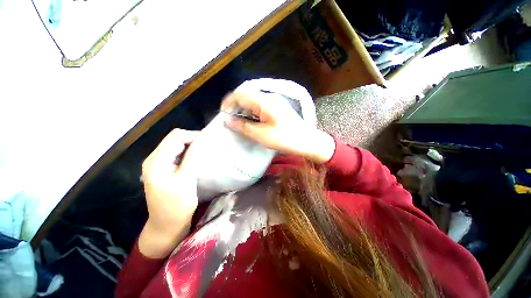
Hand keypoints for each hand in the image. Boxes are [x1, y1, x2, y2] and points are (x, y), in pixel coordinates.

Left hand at [138, 129, 198, 257]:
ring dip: (192, 146)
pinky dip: (189, 153)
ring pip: (177, 146)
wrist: (167, 227)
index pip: (176, 137)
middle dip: (193, 140)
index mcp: (156, 161)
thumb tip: (202, 140)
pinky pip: (178, 155)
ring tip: (206, 150)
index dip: (193, 136)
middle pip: (175, 140)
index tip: (210, 142)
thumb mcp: (186, 180)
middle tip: (210, 146)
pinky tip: (198, 158)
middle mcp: (155, 159)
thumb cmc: (176, 206)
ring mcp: (160, 165)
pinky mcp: (166, 170)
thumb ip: (192, 158)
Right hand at [221, 92, 334, 162]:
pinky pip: (260, 105)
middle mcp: (269, 97)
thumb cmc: (285, 139)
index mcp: (265, 102)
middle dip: (236, 105)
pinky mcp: (277, 107)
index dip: (229, 102)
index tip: (223, 113)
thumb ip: (243, 126)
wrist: (306, 141)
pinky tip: (251, 121)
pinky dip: (252, 111)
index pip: (241, 94)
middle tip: (231, 119)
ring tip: (239, 121)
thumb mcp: (261, 135)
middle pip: (246, 95)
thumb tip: (227, 121)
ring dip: (244, 109)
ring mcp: (274, 101)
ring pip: (253, 100)